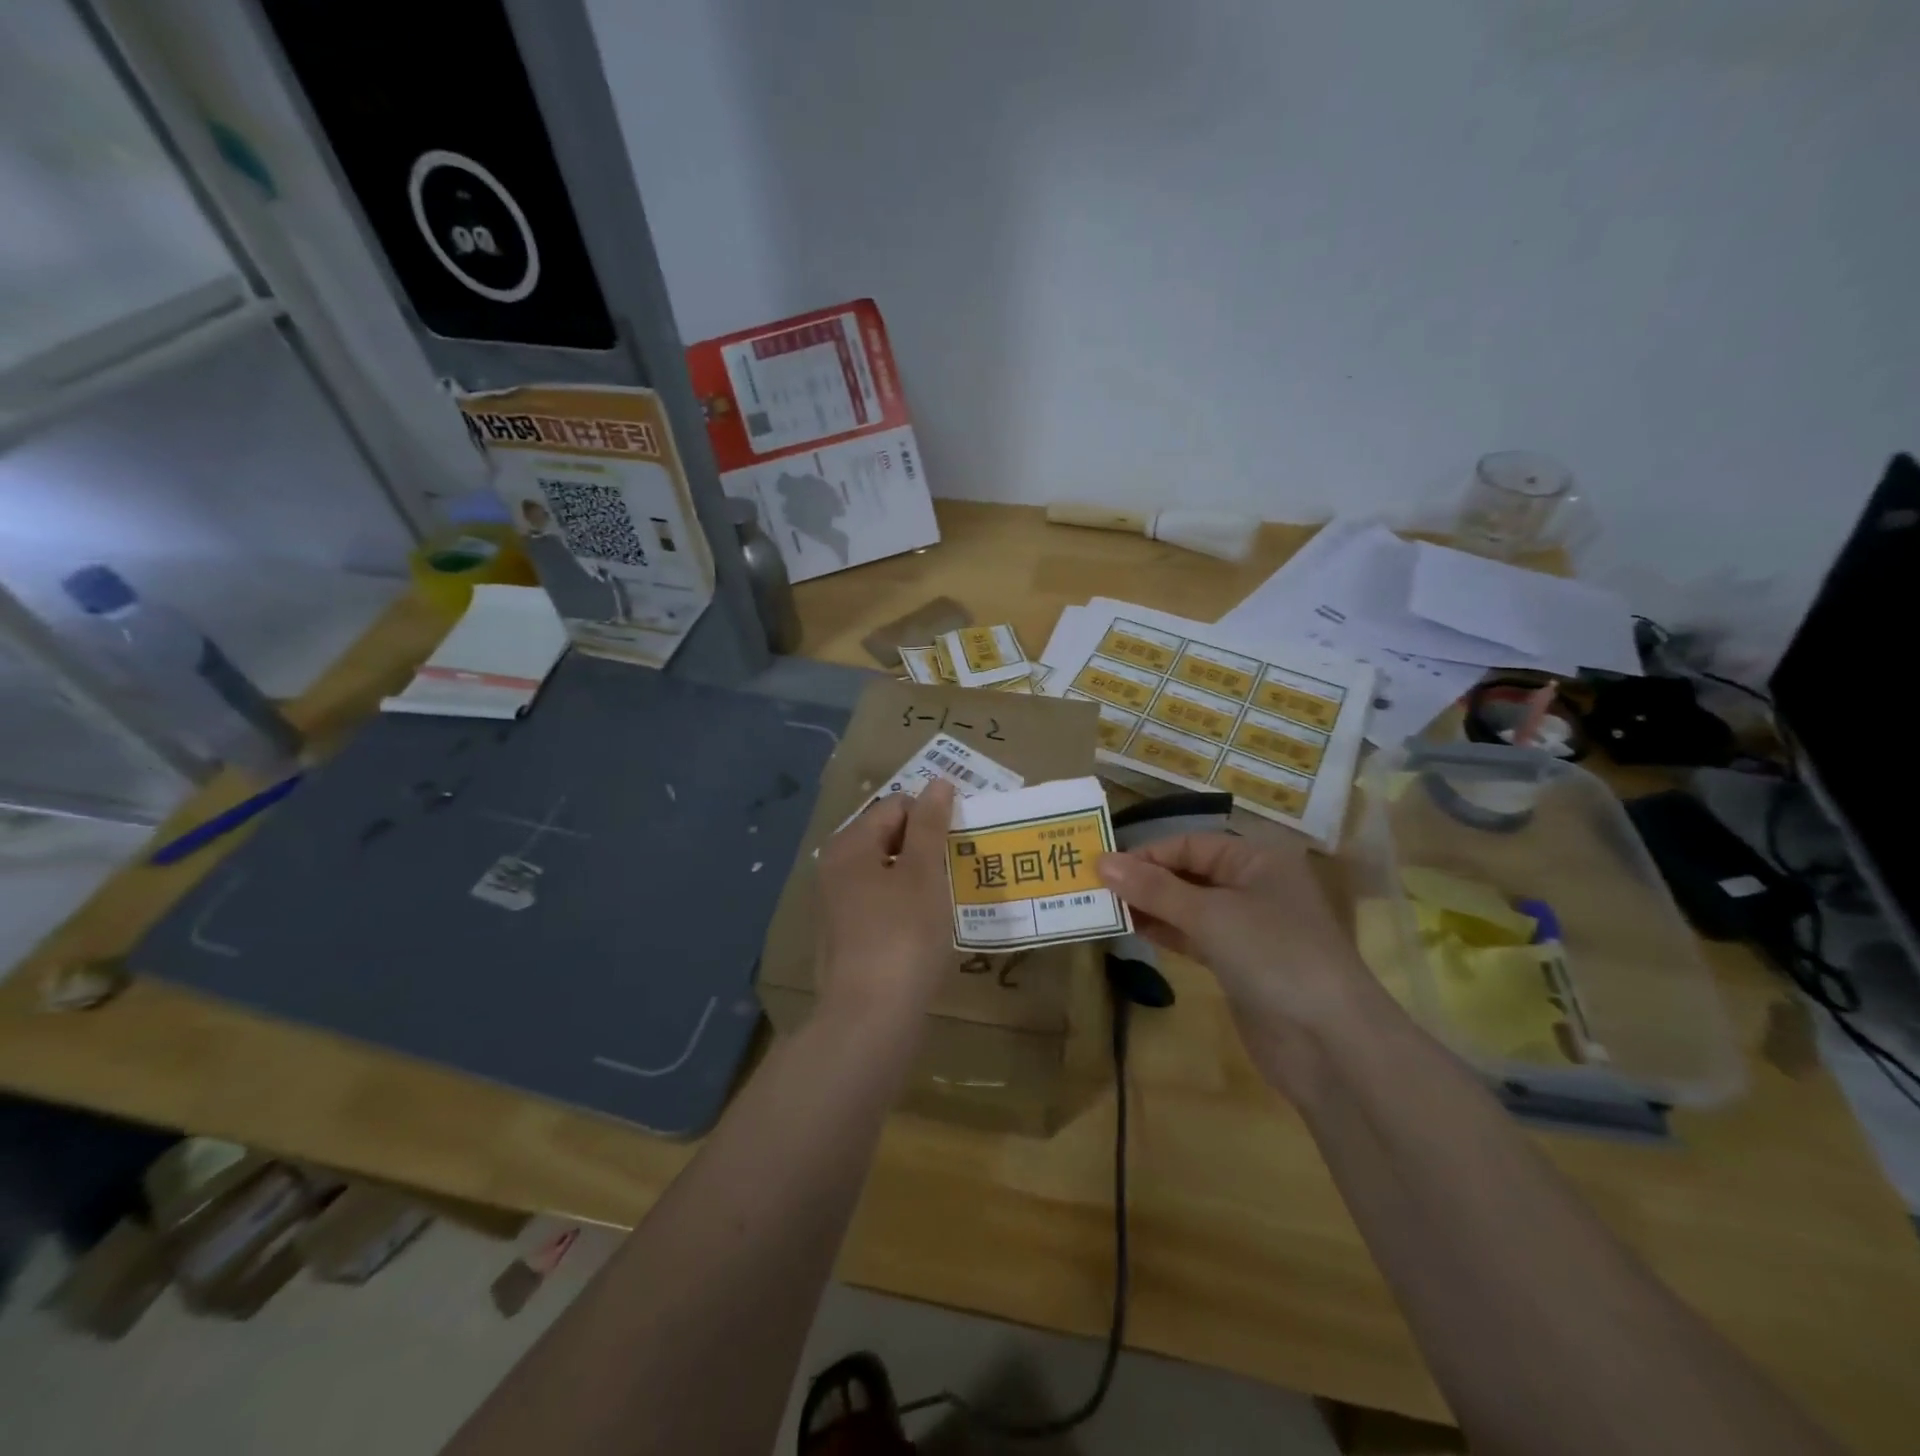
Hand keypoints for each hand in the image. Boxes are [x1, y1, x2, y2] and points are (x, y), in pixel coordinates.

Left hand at [815, 780, 956, 1025]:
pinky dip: (906, 904)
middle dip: (926, 846)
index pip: (896, 806)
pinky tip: (928, 926)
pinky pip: (882, 903)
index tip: (961, 841)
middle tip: (960, 867)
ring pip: (887, 872)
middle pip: (888, 837)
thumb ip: (930, 824)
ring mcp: (837, 904)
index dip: (932, 816)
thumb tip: (938, 782)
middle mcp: (834, 867)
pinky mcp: (847, 936)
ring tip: (950, 895)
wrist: (871, 1017)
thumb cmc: (902, 935)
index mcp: (849, 845)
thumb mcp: (923, 872)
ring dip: (919, 877)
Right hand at [1097, 833, 1375, 1060]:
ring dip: (1150, 907)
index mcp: (1257, 859)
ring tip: (1103, 909)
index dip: (1146, 854)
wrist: (1330, 1042)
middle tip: (1094, 889)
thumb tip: (1101, 862)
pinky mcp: (1240, 964)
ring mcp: (1248, 927)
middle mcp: (1254, 886)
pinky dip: (1166, 932)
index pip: (1190, 844)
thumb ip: (1154, 889)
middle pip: (1189, 873)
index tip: (1101, 868)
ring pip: (1189, 906)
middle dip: (1144, 880)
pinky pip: (1195, 936)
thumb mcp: (1210, 914)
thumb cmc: (1273, 955)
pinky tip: (1132, 931)